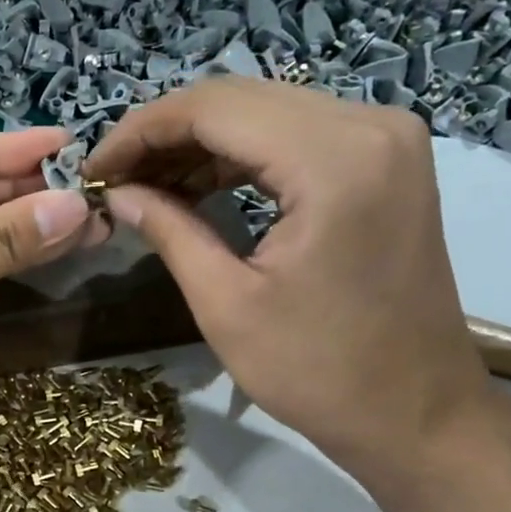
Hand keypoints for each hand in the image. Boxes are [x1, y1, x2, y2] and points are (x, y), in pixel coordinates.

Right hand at [84, 78, 492, 477]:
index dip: (140, 131)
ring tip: (146, 186)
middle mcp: (369, 125)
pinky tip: (198, 186)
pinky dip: (240, 155)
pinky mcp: (385, 162)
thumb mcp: (225, 304)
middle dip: (165, 134)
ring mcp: (385, 139)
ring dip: (198, 143)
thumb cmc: (318, 371)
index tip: (94, 170)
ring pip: (265, 112)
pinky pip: (296, 135)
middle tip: (114, 179)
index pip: (213, 108)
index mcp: (333, 159)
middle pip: (240, 99)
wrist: (416, 413)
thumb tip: (117, 192)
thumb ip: (169, 230)